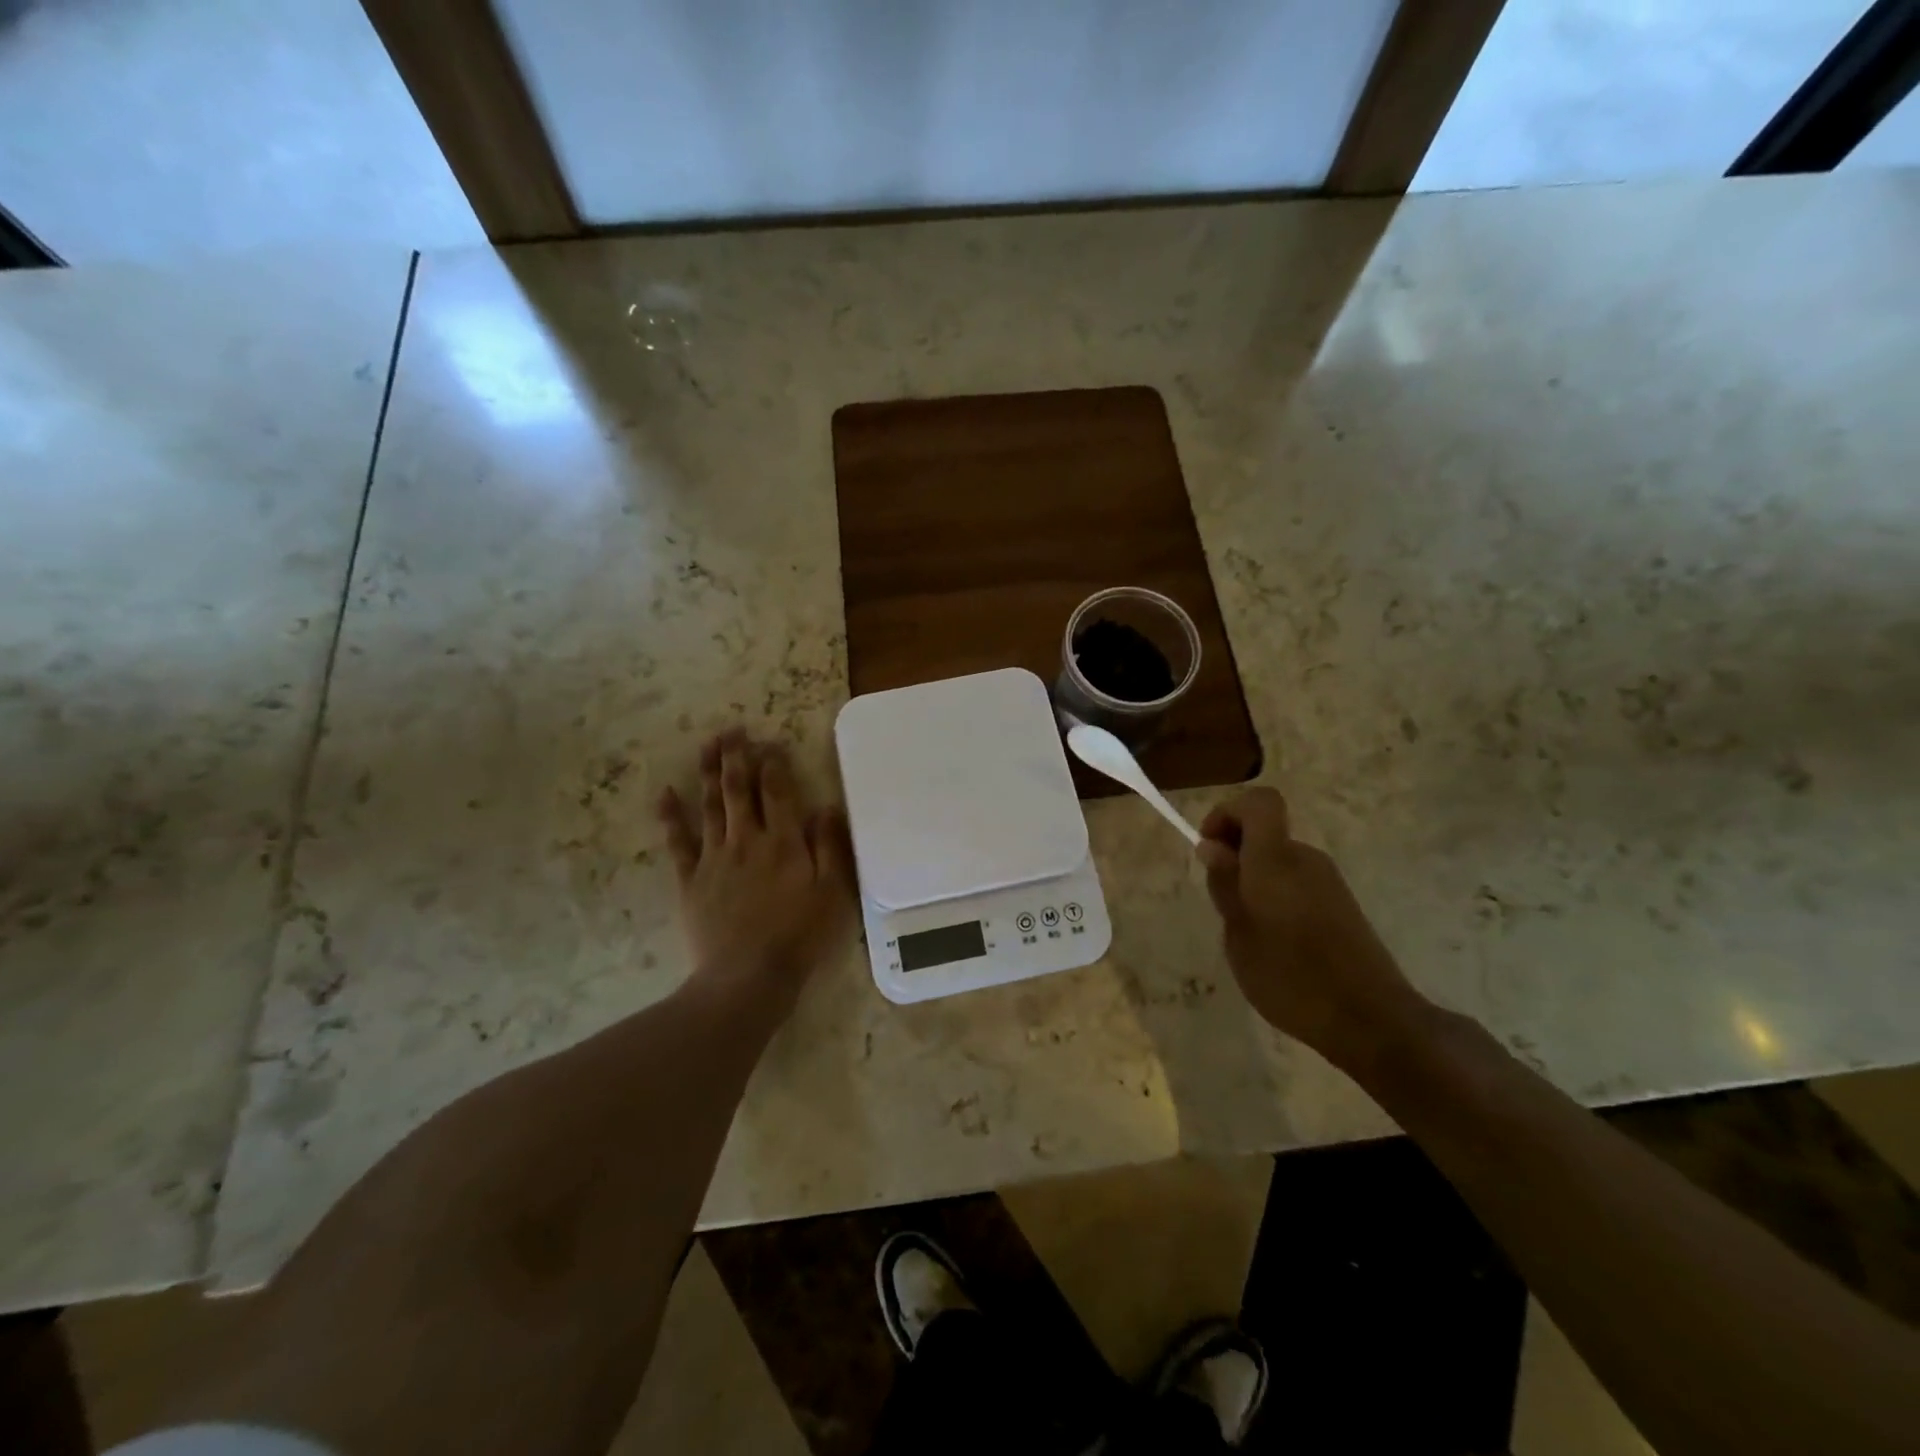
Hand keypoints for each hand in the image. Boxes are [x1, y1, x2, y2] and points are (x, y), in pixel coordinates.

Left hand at [658, 729, 854, 1019]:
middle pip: (740, 790)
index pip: (778, 791)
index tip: (771, 741)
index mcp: (783, 842)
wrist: (748, 976)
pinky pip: (678, 842)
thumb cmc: (799, 936)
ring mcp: (715, 858)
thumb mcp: (833, 893)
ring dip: (709, 773)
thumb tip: (827, 807)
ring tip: (707, 745)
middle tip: (732, 730)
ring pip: (711, 806)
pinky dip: (671, 816)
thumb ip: (831, 847)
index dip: (774, 763)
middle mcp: (747, 840)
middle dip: (737, 757)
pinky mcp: (691, 880)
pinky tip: (665, 793)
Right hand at [1196, 788, 1428, 1068]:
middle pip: (1265, 830)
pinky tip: (1275, 941)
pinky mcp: (1342, 904)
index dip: (1228, 813)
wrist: (1372, 1021)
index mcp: (1277, 860)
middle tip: (1222, 902)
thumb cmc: (1292, 979)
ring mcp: (1328, 881)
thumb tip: (1212, 847)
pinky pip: (1296, 880)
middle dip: (1235, 853)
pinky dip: (1276, 895)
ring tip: (1246, 929)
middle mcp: (1306, 859)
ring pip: (1279, 858)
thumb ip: (1225, 885)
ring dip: (1254, 878)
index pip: (1258, 802)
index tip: (1209, 849)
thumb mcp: (1239, 936)